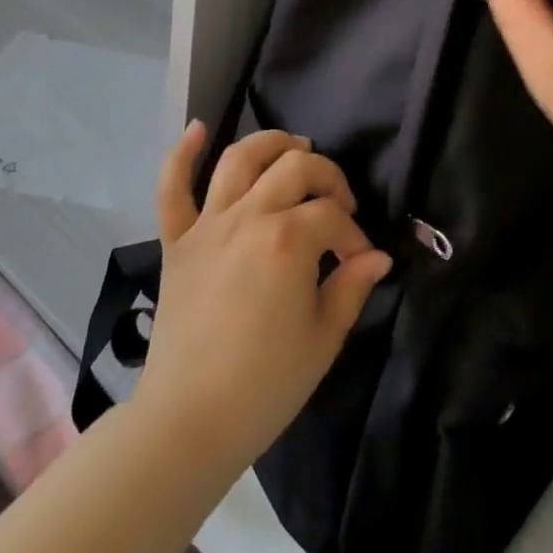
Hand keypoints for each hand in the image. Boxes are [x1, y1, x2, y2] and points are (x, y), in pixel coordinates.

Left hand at [133, 125, 391, 471]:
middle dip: (326, 177)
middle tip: (337, 203)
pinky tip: (198, 128)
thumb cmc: (265, 386)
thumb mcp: (324, 339)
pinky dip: (181, 155)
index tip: (359, 261)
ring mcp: (208, 225)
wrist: (187, 424)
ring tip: (293, 146)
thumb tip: (379, 256)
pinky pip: (172, 189)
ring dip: (270, 143)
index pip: (333, 216)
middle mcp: (249, 217)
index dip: (353, 235)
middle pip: (295, 167)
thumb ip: (353, 287)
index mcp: (288, 240)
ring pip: (240, 159)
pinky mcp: (177, 241)